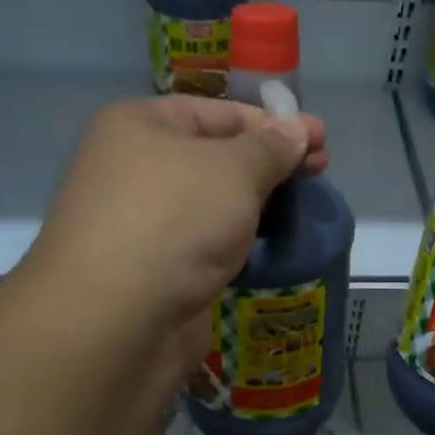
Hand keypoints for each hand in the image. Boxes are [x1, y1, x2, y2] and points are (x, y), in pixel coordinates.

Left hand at [29, 96, 327, 356]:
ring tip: (304, 209)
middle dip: (271, 163)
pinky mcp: (155, 267)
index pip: (219, 112)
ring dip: (258, 203)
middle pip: (217, 155)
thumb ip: (271, 147)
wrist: (114, 321)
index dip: (274, 123)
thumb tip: (296, 130)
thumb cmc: (174, 220)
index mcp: (141, 125)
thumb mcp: (234, 169)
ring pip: (213, 201)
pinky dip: (238, 239)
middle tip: (321, 172)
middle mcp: (135, 167)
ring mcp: (142, 220)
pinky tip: (271, 245)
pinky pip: (206, 240)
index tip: (321, 140)